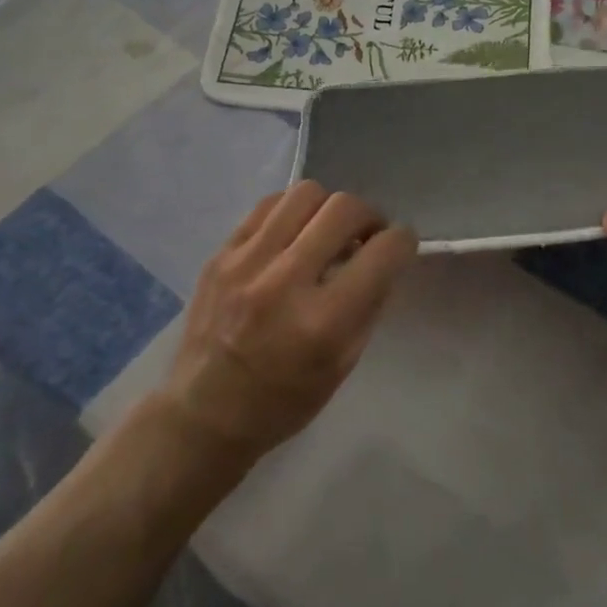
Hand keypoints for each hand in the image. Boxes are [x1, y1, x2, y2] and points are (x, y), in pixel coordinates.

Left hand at [158, 182, 416, 462]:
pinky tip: (294, 234)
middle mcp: (285, 281)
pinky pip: (268, 205)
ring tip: (327, 231)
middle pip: (345, 208)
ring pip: (306, 193)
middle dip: (369, 216)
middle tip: (366, 236)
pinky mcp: (221, 254)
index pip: (383, 252)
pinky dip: (292, 212)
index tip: (400, 245)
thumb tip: (385, 256)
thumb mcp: (344, 364)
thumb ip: (370, 304)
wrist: (204, 413)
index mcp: (324, 321)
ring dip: (329, 208)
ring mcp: (247, 262)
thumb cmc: (284, 401)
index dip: (403, 241)